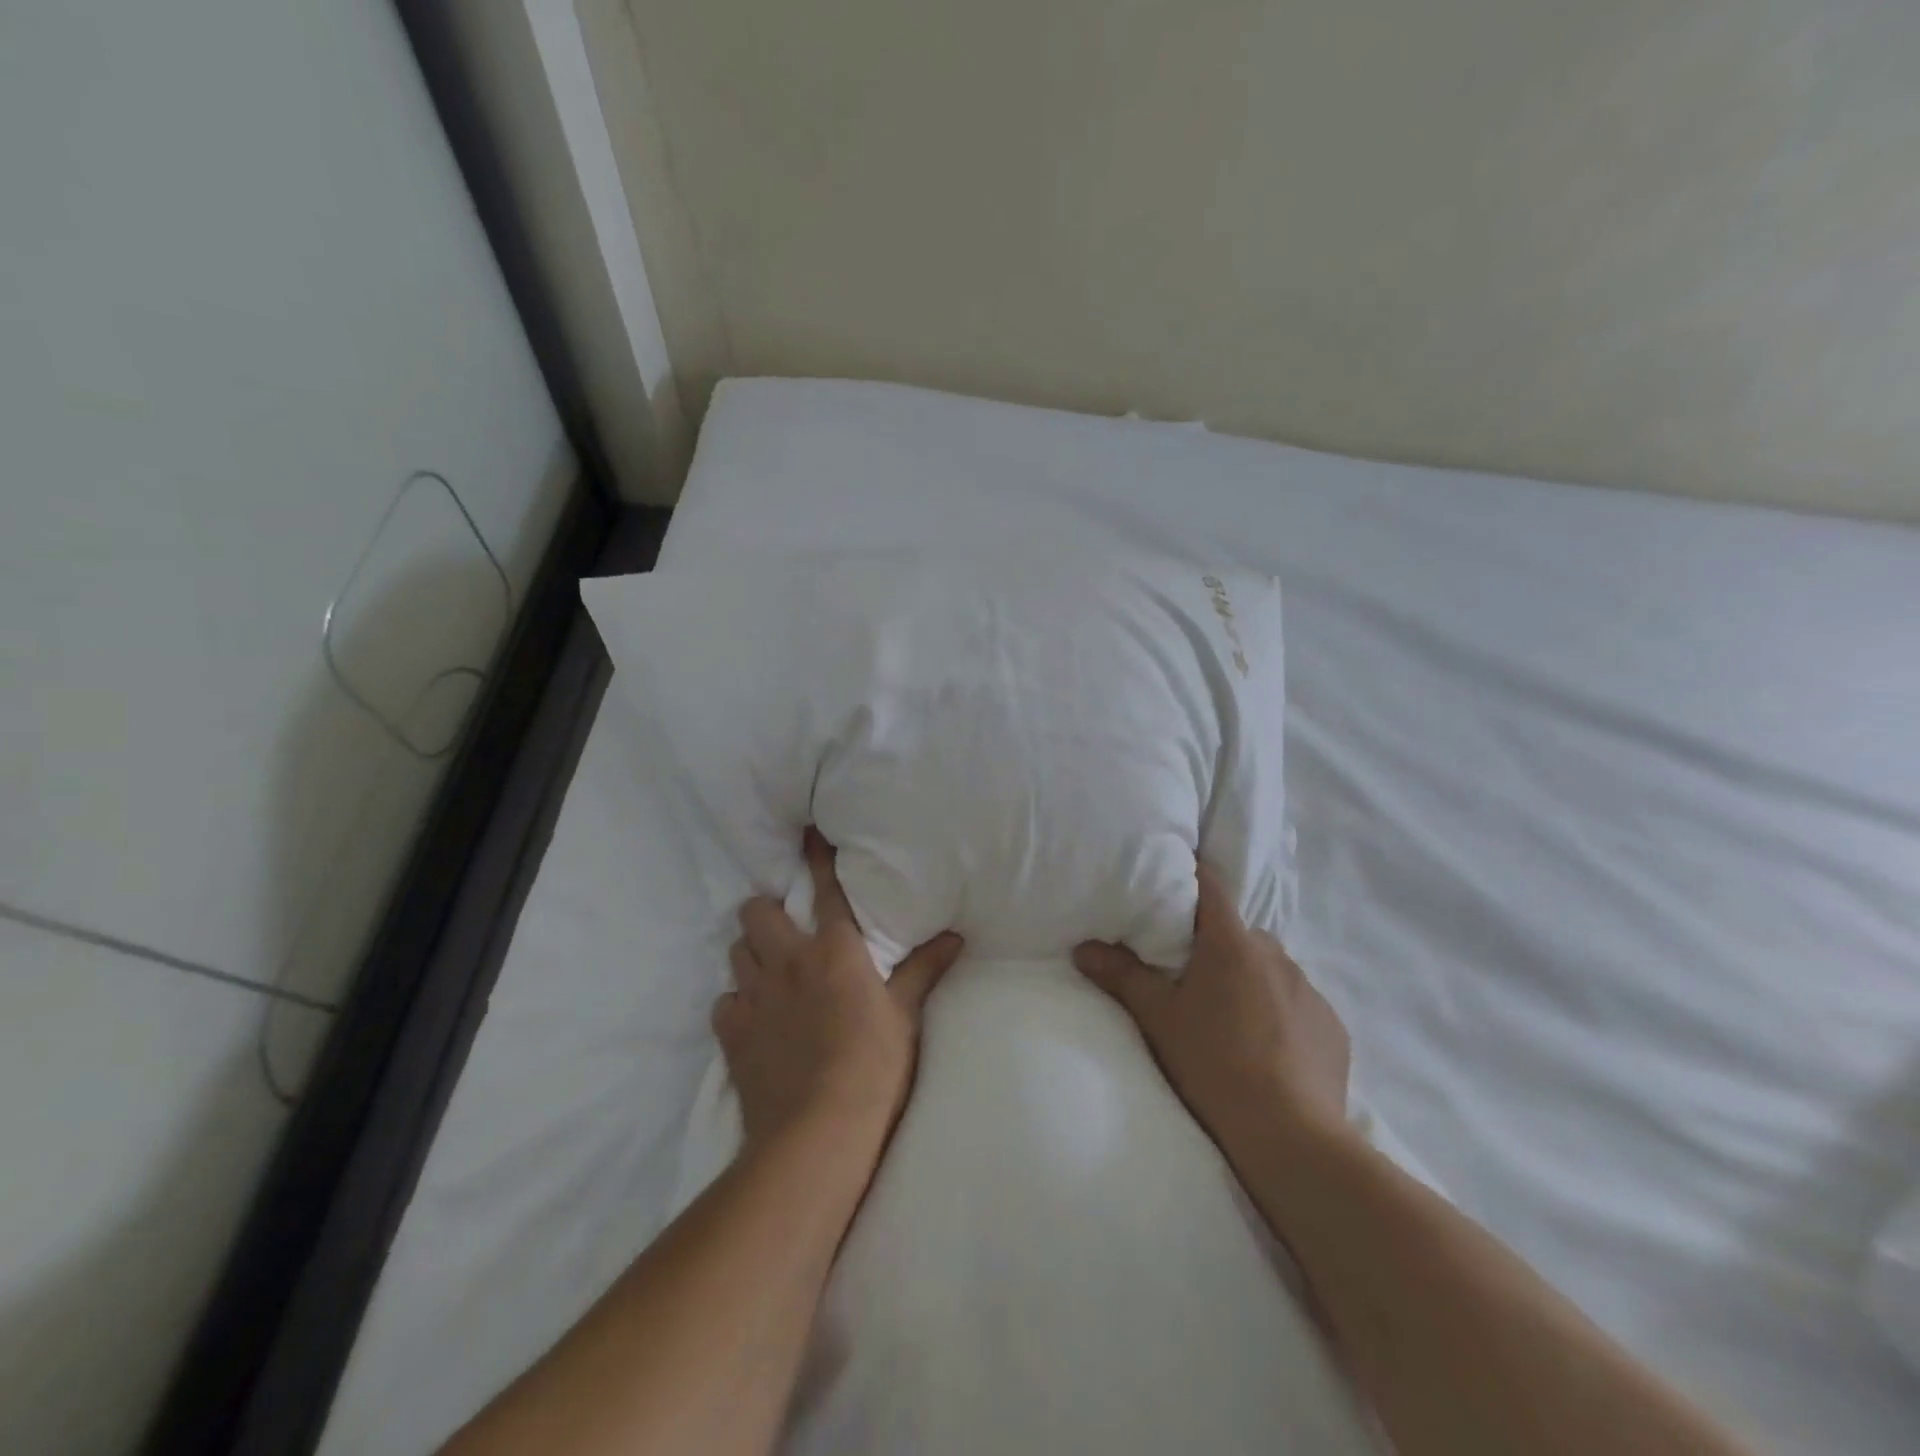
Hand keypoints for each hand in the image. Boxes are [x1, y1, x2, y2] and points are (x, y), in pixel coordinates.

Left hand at [716, 828, 964, 1152]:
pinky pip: (724, 1003)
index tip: (807, 833)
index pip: (826, 890)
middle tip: (783, 928)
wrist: (818, 1131)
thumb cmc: (874, 1066)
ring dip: (750, 954)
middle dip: (765, 911)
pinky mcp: (731, 1032)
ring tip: (767, 970)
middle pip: (757, 912)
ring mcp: (754, 996)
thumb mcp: (905, 1015)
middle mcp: (787, 960)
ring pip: (736, 952)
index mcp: (834, 950)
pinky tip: (751, 1019)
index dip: (817, 858)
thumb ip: (924, 969)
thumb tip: (955, 935)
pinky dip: (736, 1004)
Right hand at [1073, 863, 1350, 1157]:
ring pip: (1269, 970)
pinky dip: (1280, 1015)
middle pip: (1238, 934)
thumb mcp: (1158, 1019)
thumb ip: (1121, 976)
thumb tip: (1082, 949)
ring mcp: (1310, 991)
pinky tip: (1267, 1051)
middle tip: (1189, 977)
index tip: (1172, 883)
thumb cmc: (1213, 1064)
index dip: (1191, 878)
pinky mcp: (1333, 1028)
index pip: (1211, 886)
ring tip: (1229, 1021)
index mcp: (1232, 943)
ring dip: (1249, 981)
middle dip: (1215, 946)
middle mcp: (1276, 955)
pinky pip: (1298, 1005)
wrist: (1290, 1138)